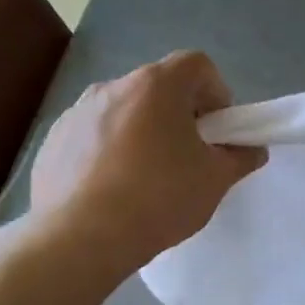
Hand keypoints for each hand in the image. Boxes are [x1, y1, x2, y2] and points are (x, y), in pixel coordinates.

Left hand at [30, 52, 265, 280]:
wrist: (79, 239)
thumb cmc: (158, 198)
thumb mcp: (216, 180)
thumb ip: (240, 157)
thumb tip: (251, 150)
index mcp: (156, 86)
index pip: (197, 64)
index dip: (216, 91)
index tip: (218, 130)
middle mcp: (113, 87)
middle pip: (160, 87)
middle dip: (181, 114)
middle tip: (189, 156)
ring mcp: (76, 112)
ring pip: (125, 111)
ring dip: (144, 132)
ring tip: (149, 177)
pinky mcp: (53, 141)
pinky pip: (94, 135)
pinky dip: (111, 151)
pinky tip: (115, 190)